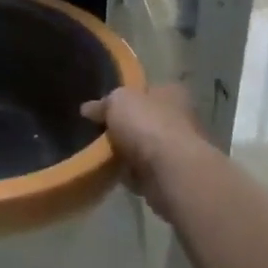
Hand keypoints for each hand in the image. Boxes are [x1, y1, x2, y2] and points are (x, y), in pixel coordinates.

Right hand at [81, 83, 206, 218]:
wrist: (171, 172)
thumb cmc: (147, 125)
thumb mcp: (117, 101)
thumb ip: (103, 103)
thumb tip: (88, 108)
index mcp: (171, 92)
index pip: (146, 90)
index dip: (126, 97)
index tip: (105, 107)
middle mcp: (179, 118)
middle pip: (145, 120)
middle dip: (125, 128)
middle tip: (99, 132)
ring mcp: (177, 150)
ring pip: (144, 148)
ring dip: (127, 154)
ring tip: (101, 155)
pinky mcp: (172, 177)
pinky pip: (144, 173)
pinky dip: (130, 175)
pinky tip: (114, 174)